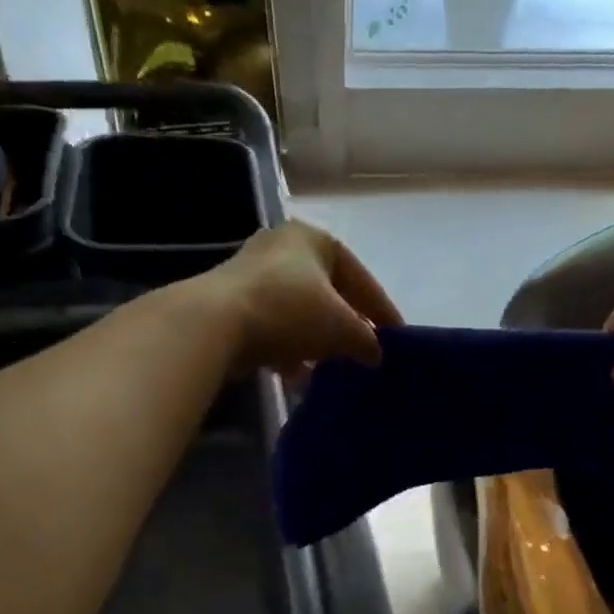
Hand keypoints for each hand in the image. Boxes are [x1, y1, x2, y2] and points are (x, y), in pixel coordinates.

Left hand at [200, 221, 403, 374]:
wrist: (215, 323)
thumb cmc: (290, 311)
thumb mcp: (342, 328)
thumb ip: (366, 340)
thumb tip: (376, 355)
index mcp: (314, 239)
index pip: (361, 278)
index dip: (382, 311)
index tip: (398, 337)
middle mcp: (282, 247)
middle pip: (328, 293)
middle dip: (346, 325)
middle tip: (364, 351)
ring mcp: (252, 274)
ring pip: (299, 312)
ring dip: (317, 340)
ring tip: (332, 367)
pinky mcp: (231, 303)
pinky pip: (273, 327)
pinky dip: (289, 348)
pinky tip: (297, 374)